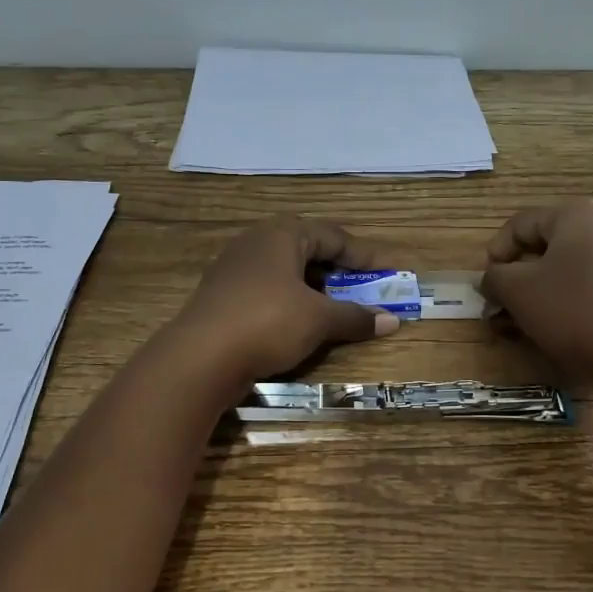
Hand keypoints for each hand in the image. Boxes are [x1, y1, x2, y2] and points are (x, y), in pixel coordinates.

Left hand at [166, 215, 398, 388]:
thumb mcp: (318, 320)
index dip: (364, 255)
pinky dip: (291, 301)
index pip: (333, 236)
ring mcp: (235, 268)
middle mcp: (257, 242)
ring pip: (286, 271)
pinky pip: (267, 289)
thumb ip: (355, 317)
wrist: (200, 357)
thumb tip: (392, 320)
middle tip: (363, 287)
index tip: (389, 271)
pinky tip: (299, 322)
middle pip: (308, 249)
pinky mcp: (223, 295)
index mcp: (282, 234)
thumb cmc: (267, 323)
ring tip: (335, 306)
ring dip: (314, 287)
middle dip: (338, 269)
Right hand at [479, 199, 592, 391]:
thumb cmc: (571, 309)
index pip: (521, 224)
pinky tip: (552, 328)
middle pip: (546, 245)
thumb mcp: (517, 290)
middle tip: (499, 305)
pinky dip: (565, 301)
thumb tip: (492, 279)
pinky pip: (590, 285)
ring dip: (537, 292)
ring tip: (519, 323)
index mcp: (578, 214)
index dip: (496, 252)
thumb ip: (494, 277)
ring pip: (567, 268)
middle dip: (517, 276)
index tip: (486, 284)